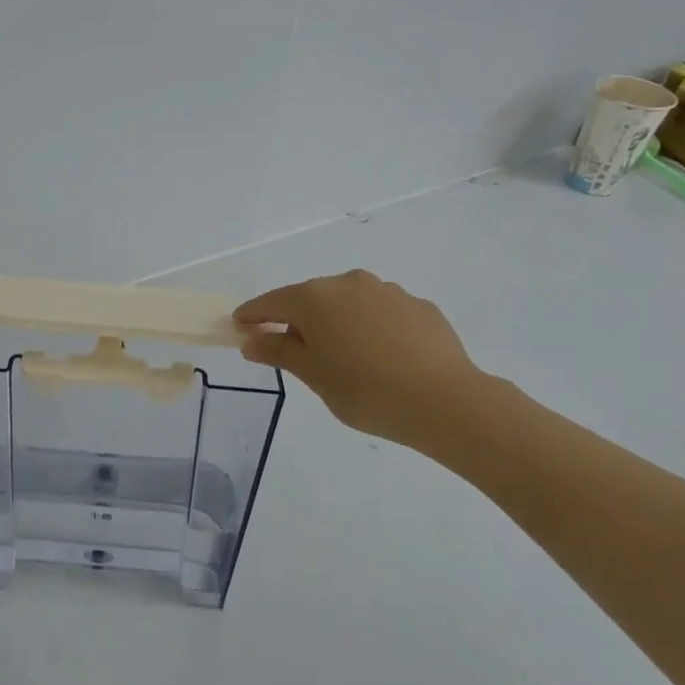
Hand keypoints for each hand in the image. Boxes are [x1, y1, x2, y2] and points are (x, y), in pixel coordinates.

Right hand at [234, 270, 491, 449]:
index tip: (239, 326)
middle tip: (293, 351)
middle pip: (310, 299)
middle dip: (296, 320)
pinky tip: (382, 357)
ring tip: (344, 358)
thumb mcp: (313, 375)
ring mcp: (387, 291)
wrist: (445, 401)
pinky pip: (381, 313)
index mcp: (315, 298)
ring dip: (337, 322)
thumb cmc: (365, 390)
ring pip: (348, 303)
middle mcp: (348, 283)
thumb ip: (278, 351)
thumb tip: (251, 339)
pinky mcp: (418, 306)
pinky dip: (371, 328)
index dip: (252, 315)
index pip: (271, 302)